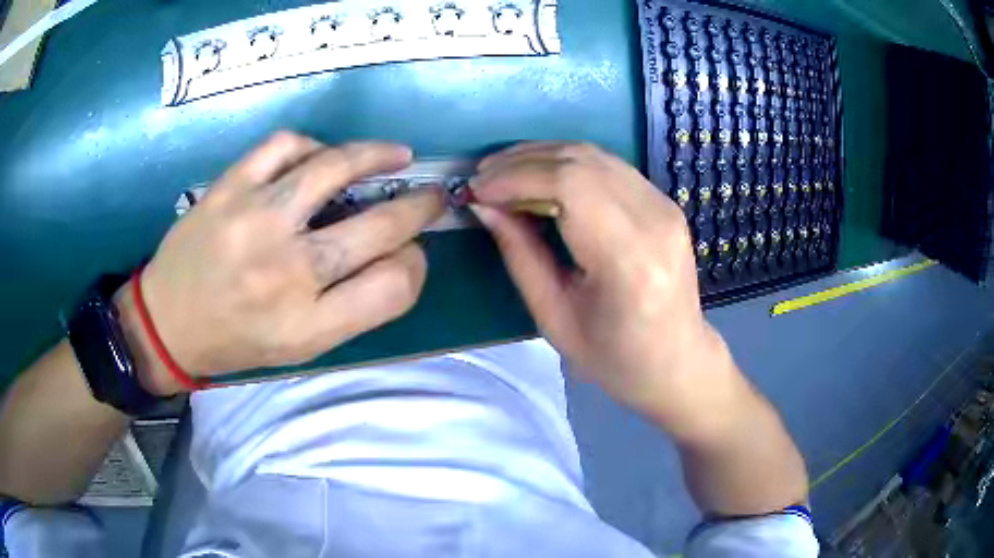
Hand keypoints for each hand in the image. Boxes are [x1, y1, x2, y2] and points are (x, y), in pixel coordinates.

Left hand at [116, 132, 442, 394]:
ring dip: (378, 156)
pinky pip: (283, 147)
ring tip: (395, 155)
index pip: (394, 287)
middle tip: (431, 194)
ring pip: (335, 168)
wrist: (166, 324)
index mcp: (308, 325)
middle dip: (420, 206)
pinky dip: (311, 145)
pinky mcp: (228, 189)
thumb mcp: (299, 348)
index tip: (414, 252)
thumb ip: (353, 307)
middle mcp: (287, 272)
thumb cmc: (236, 341)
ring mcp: (254, 221)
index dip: (417, 264)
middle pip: (379, 228)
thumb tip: (398, 255)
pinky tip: (318, 156)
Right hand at [471, 142, 749, 440]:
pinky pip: (608, 166)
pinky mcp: (665, 202)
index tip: (478, 191)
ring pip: (594, 155)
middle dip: (522, 161)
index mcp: (628, 260)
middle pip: (581, 160)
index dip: (516, 178)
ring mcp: (665, 206)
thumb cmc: (614, 358)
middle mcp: (654, 220)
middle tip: (483, 178)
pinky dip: (567, 164)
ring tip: (503, 174)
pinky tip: (541, 179)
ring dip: (542, 156)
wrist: (678, 362)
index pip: (570, 185)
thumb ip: (520, 255)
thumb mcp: (554, 319)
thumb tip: (484, 206)